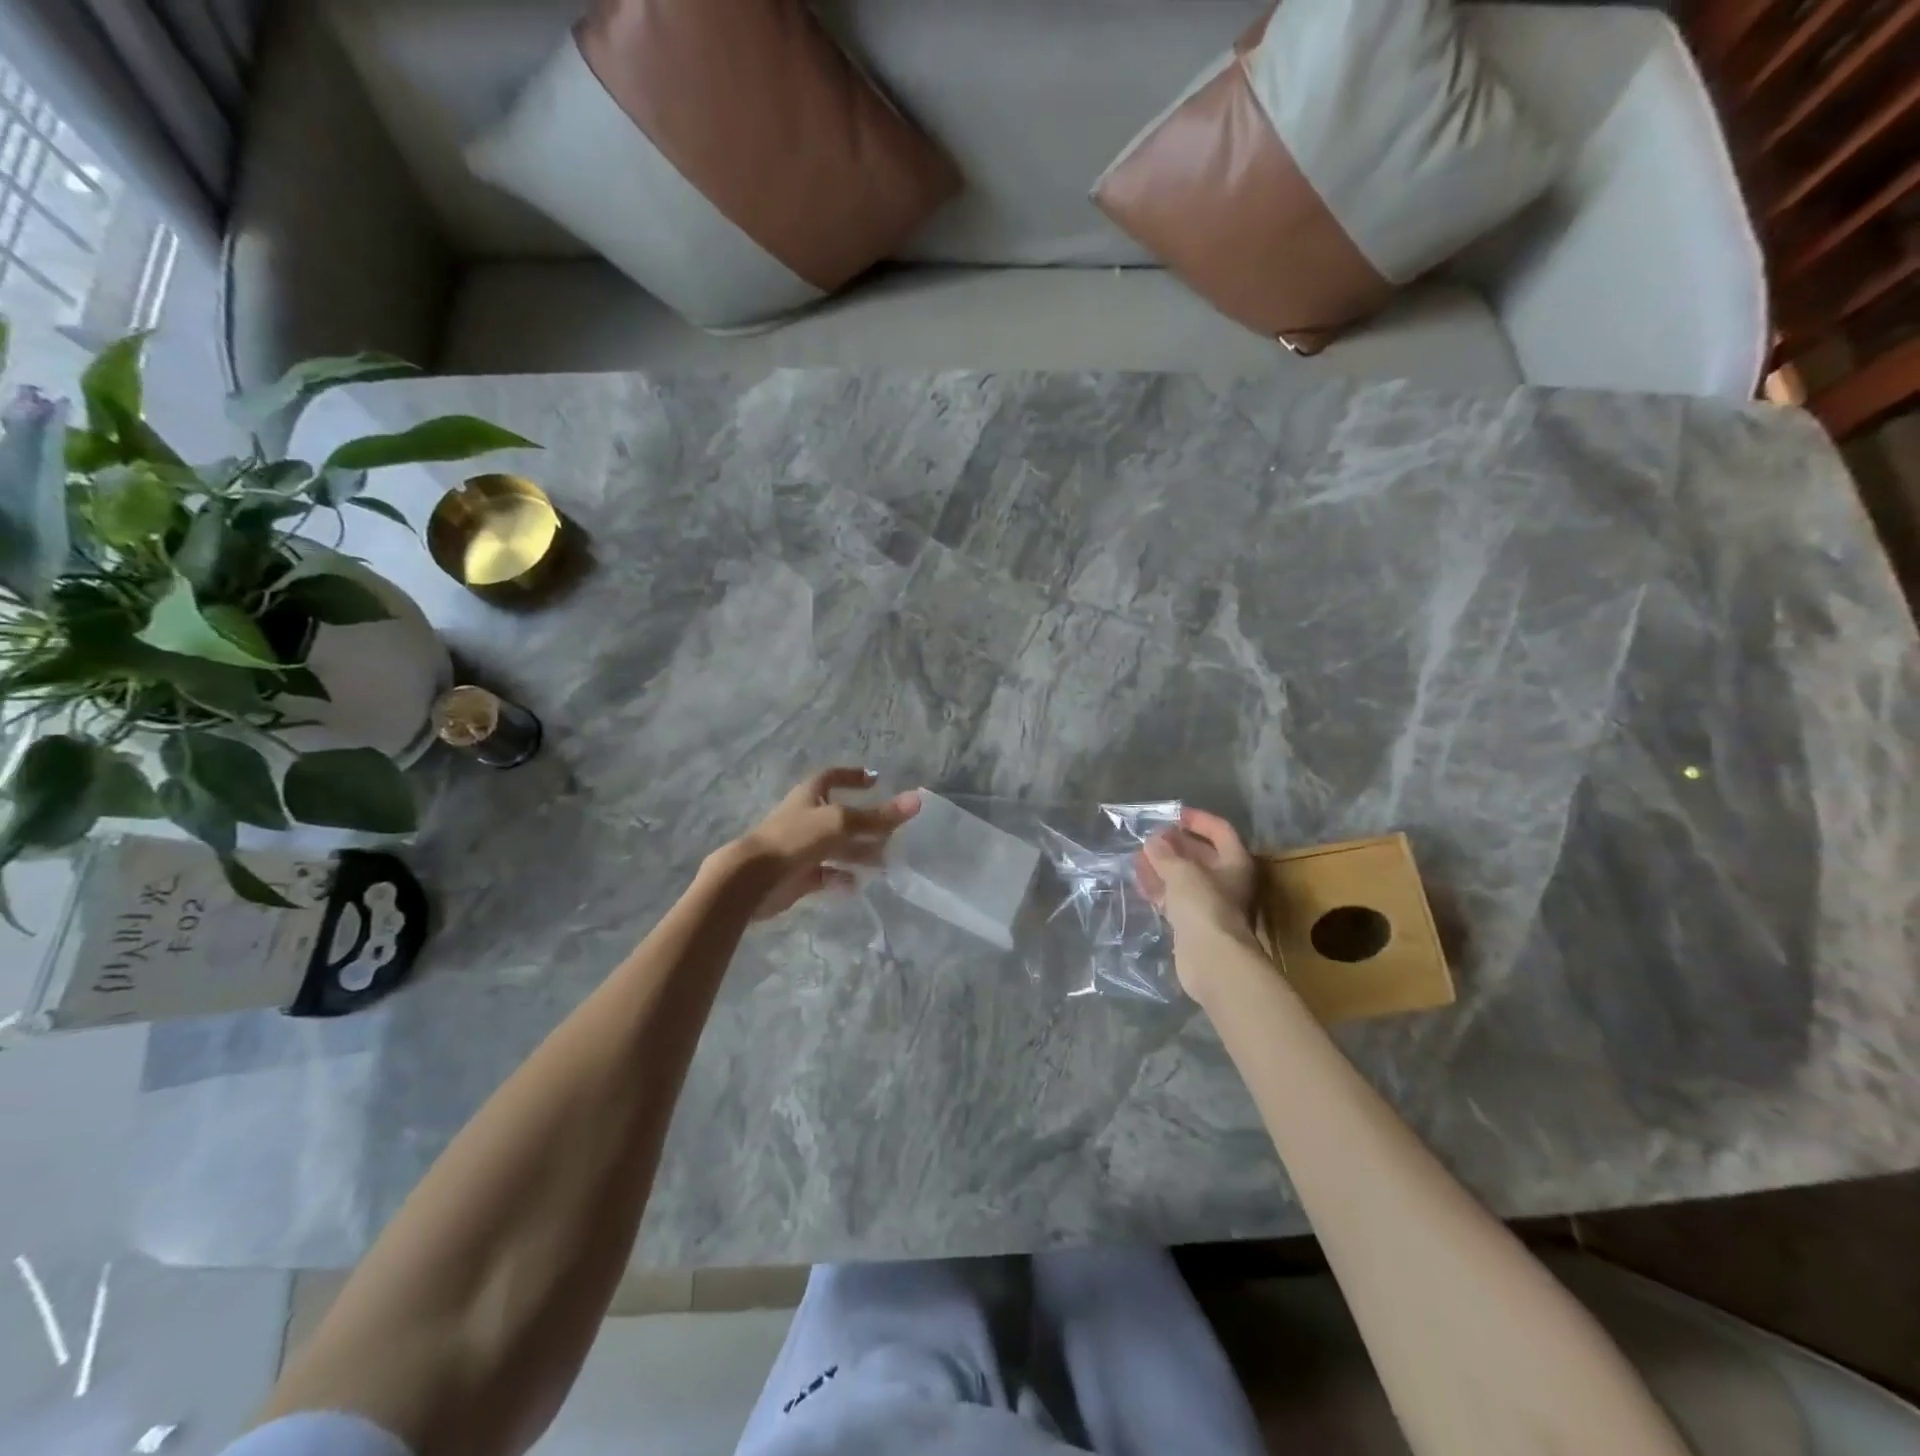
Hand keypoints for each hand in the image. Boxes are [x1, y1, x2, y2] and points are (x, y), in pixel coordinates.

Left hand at [718, 768, 920, 920]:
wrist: (752, 879)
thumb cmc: (795, 839)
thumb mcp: (841, 823)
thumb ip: (878, 816)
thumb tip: (917, 800)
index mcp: (809, 796)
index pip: (832, 777)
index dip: (853, 776)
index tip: (876, 781)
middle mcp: (805, 819)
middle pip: (840, 817)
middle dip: (865, 824)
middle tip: (890, 833)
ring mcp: (800, 848)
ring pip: (835, 848)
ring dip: (858, 853)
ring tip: (882, 863)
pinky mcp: (797, 876)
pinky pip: (825, 875)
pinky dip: (840, 878)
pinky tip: (854, 885)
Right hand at [1135, 808, 1258, 960]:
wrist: (1212, 960)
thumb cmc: (1204, 905)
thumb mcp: (1181, 871)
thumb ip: (1165, 853)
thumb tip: (1153, 841)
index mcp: (1236, 862)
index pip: (1220, 831)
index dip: (1198, 820)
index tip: (1173, 814)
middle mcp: (1228, 881)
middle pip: (1202, 855)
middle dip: (1175, 845)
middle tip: (1150, 838)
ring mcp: (1211, 904)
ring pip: (1185, 878)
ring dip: (1163, 866)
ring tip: (1138, 857)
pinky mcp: (1194, 924)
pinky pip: (1175, 899)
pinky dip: (1160, 888)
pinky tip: (1140, 882)